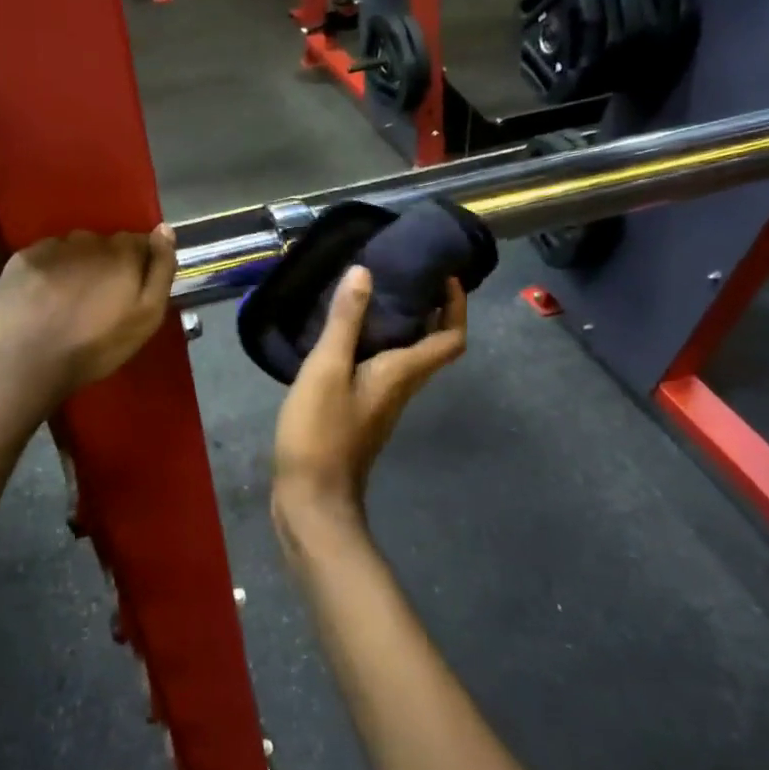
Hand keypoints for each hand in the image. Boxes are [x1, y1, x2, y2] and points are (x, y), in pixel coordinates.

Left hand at [0, 225, 177, 400]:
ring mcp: (53, 247)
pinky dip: (51, 269)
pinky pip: (47, 255)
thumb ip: (161, 271)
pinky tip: (45, 296)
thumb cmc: (94, 348)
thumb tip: (165, 229)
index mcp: (123, 253)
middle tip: (101, 300)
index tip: (132, 290)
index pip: (141, 243)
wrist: (23, 362)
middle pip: (107, 244)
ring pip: (76, 248)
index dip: (140, 265)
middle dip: (109, 264)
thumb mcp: (145, 318)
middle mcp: (89, 240)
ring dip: (80, 264)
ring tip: (71, 299)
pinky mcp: (22, 258)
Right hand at [272, 266, 466, 551]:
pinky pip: (381, 370)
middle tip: (407, 276)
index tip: (446, 276)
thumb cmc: (321, 432)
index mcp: (402, 373)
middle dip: (431, 310)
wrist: (311, 498)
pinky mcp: (361, 414)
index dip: (456, 306)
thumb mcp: (327, 369)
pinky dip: (375, 346)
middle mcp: (401, 387)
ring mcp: (382, 404)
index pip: (450, 338)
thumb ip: (345, 322)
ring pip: (406, 359)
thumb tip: (365, 271)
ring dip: (403, 327)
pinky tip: (344, 338)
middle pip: (433, 347)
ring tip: (374, 297)